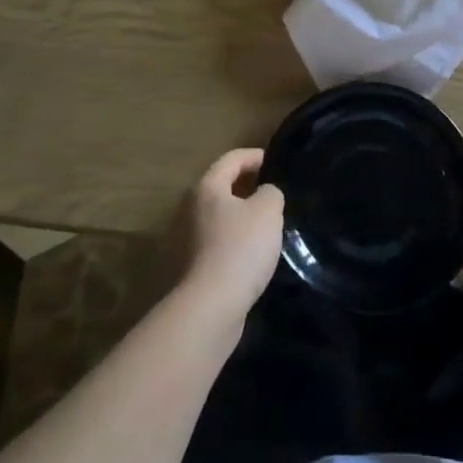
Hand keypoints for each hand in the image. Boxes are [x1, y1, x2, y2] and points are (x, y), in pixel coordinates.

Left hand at [173, 148, 283, 327]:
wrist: (211, 306)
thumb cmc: (240, 248)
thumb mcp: (268, 210)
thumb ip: (271, 192)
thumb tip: (264, 194)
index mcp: (207, 188)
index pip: (231, 159)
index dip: (254, 156)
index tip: (275, 161)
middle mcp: (191, 208)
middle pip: (221, 187)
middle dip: (247, 186)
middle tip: (274, 191)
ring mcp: (188, 239)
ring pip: (220, 217)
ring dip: (241, 216)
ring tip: (268, 222)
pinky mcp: (192, 266)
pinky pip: (218, 242)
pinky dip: (235, 240)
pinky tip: (254, 252)